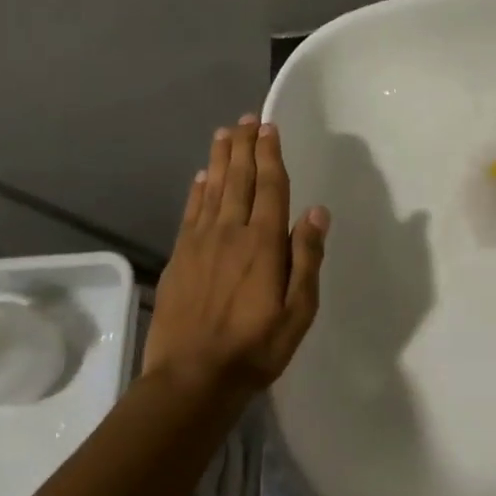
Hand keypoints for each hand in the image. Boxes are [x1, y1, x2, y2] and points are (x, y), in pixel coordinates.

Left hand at [144, 116, 329, 398]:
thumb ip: (307, 259)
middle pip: (238, 179)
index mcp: (263, 243)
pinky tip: (200, 177)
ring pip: (212, 189)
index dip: (270, 155)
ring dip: (220, 159)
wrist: (191, 378)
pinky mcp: (179, 257)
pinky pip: (190, 212)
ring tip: (224, 133)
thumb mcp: (298, 311)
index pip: (269, 187)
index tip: (269, 127)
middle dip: (244, 146)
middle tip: (246, 118)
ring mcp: (200, 243)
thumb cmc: (255, 348)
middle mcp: (230, 232)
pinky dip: (197, 190)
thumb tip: (317, 212)